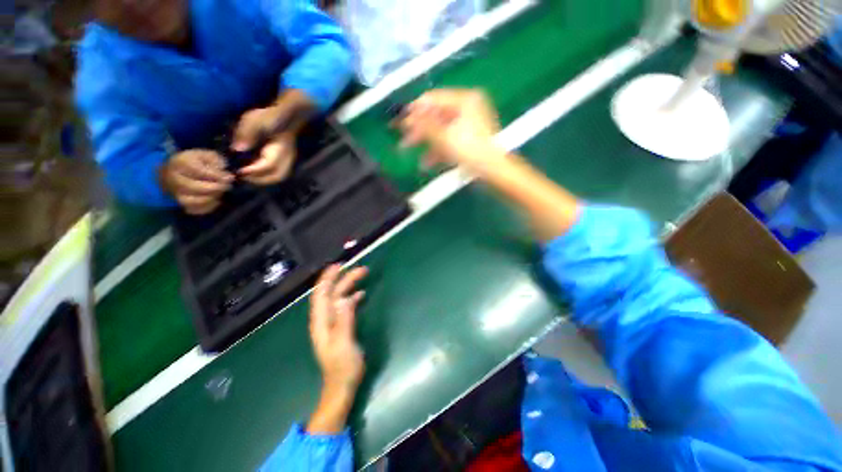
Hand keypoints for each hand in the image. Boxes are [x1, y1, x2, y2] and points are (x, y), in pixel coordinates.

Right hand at [160, 149, 233, 214]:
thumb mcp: (208, 156)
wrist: (178, 171)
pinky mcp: (181, 203)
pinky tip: (216, 200)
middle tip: (227, 186)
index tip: (230, 177)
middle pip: (195, 187)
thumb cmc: (198, 161)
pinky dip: (208, 207)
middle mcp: (174, 178)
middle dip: (216, 188)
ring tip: (221, 192)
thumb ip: (217, 161)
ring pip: (192, 201)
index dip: (218, 176)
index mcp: (181, 162)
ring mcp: (175, 192)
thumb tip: (225, 174)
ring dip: (211, 198)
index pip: (199, 171)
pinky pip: (194, 210)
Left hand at [231, 91, 315, 184]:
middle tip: (242, 176)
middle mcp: (286, 158)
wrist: (286, 116)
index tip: (239, 172)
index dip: (254, 171)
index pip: (269, 165)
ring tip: (248, 176)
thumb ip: (247, 133)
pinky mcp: (285, 160)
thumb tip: (237, 149)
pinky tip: (255, 172)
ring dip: (263, 180)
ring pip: (278, 176)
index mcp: (279, 149)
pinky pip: (278, 173)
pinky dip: (266, 176)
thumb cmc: (270, 117)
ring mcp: (288, 160)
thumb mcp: (254, 120)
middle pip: (276, 176)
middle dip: (259, 180)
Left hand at [310, 264, 367, 392]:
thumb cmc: (342, 366)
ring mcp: (333, 323)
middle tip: (361, 269)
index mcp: (322, 322)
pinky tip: (361, 294)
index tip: (338, 265)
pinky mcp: (341, 327)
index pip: (321, 294)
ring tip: (362, 276)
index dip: (327, 278)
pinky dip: (352, 297)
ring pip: (339, 298)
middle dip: (344, 279)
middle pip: (332, 294)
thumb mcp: (343, 342)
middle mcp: (325, 319)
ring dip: (348, 286)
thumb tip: (345, 298)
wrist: (341, 385)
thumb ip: (344, 320)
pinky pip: (345, 306)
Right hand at [397, 89, 502, 170]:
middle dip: (418, 129)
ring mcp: (468, 124)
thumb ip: (424, 125)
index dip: (415, 110)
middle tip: (402, 137)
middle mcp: (466, 108)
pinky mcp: (468, 138)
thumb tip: (407, 115)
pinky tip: (426, 161)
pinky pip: (448, 140)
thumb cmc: (470, 150)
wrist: (492, 171)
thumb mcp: (444, 136)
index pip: (433, 99)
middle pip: (435, 116)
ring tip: (408, 150)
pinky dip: (437, 149)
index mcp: (464, 100)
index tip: (400, 121)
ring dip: (425, 141)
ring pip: (440, 129)